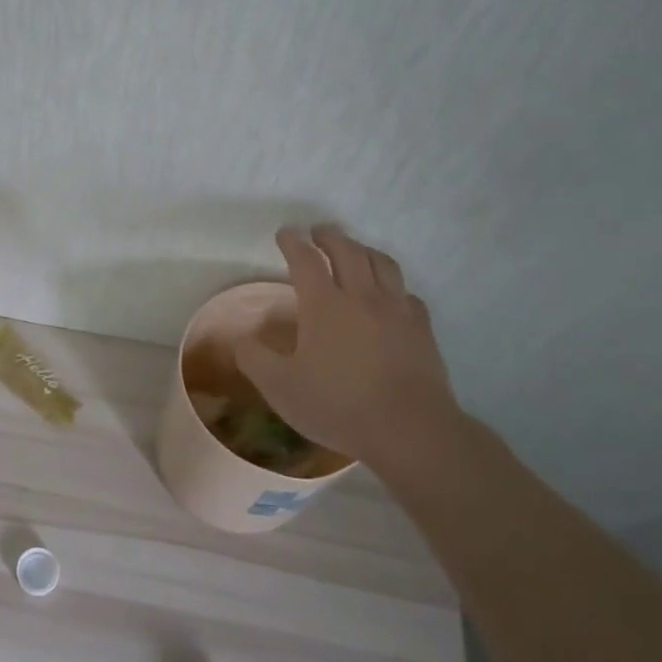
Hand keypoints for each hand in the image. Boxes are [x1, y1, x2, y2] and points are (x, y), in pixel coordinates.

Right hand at [237, 225, 459, 463]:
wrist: (409, 430)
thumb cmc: (338, 405)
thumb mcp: (280, 387)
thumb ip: (254, 359)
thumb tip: (239, 340)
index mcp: (324, 305)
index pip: (305, 261)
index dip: (293, 243)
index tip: (285, 233)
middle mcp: (361, 297)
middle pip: (348, 251)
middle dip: (330, 237)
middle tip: (319, 231)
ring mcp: (396, 311)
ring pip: (382, 264)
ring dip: (364, 250)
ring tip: (355, 250)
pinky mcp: (422, 329)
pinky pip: (407, 294)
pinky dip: (393, 285)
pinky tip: (391, 295)